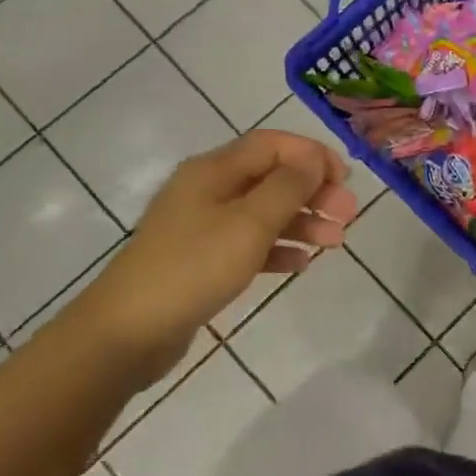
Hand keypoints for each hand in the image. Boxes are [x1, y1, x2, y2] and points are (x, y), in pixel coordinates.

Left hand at [68, 131, 358, 386]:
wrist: (127, 332)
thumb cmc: (194, 267)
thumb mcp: (249, 223)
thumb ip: (287, 187)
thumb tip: (314, 159)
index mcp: (214, 170)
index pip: (273, 144)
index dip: (312, 155)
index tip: (344, 180)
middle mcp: (208, 190)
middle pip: (271, 178)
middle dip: (313, 192)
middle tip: (348, 215)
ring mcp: (203, 226)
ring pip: (264, 213)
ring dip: (303, 222)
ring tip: (336, 243)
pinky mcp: (201, 260)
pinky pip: (249, 244)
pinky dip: (278, 249)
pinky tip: (300, 265)